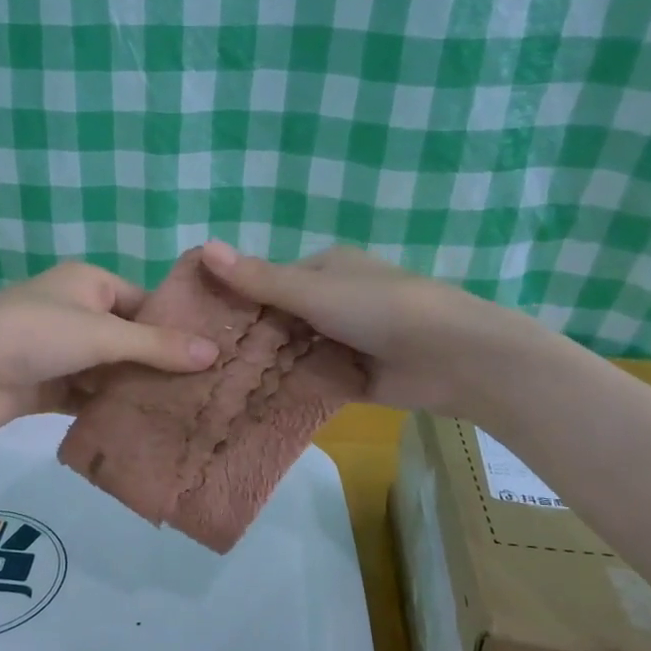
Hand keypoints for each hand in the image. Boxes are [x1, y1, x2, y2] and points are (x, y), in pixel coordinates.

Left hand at [0, 261, 221, 438]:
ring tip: (186, 414)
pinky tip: (144, 429)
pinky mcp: (48, 386)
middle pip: (130, 339)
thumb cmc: (32, 335)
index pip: (146, 303)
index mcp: (89, 283)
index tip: (217, 356)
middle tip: (208, 392)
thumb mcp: (100, 334)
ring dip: (137, 390)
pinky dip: (110, 409)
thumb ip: (156, 346)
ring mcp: (61, 351)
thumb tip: (215, 352)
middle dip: (161, 365)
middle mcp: (77, 312)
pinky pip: (89, 396)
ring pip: (111, 371)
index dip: (178, 328)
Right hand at [197, 241, 524, 413]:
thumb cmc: (379, 308)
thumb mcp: (313, 291)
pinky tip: (254, 403)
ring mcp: (342, 342)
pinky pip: (312, 380)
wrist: (450, 356)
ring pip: (292, 354)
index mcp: (324, 270)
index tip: (200, 326)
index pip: (267, 283)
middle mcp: (331, 303)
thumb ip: (258, 279)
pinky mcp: (351, 377)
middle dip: (250, 341)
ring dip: (268, 368)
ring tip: (219, 388)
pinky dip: (291, 388)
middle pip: (278, 322)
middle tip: (204, 364)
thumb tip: (203, 247)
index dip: (235, 302)